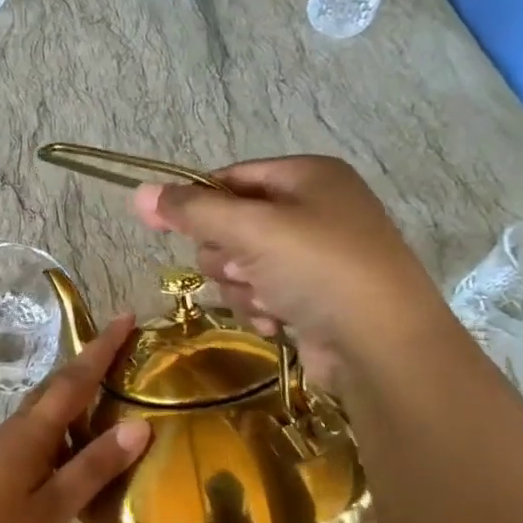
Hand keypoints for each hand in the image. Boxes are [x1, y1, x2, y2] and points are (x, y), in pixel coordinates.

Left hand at [0, 315, 150, 522]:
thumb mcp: (53, 508)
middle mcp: (17, 428)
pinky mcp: (0, 464)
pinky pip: (40, 428)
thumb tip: (139, 425)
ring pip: (48, 406)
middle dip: (92, 361)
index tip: (126, 316)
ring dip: (78, 390)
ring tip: (112, 389)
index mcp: (32, 431)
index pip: (75, 378)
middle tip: (126, 348)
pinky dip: (66, 421)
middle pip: (59, 384)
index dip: (102, 347)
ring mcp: (5, 445)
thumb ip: (94, 466)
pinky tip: (80, 442)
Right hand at [134, 155, 449, 387]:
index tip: (164, 226)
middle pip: (232, 225)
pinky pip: (262, 293)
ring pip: (242, 265)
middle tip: (244, 268)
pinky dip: (262, 307)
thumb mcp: (251, 230)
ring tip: (268, 299)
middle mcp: (314, 209)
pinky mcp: (314, 296)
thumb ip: (192, 210)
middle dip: (228, 255)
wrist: (383, 346)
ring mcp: (317, 256)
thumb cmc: (319, 269)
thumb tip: (139, 192)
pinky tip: (278, 321)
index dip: (198, 203)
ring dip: (243, 286)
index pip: (230, 178)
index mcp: (307, 176)